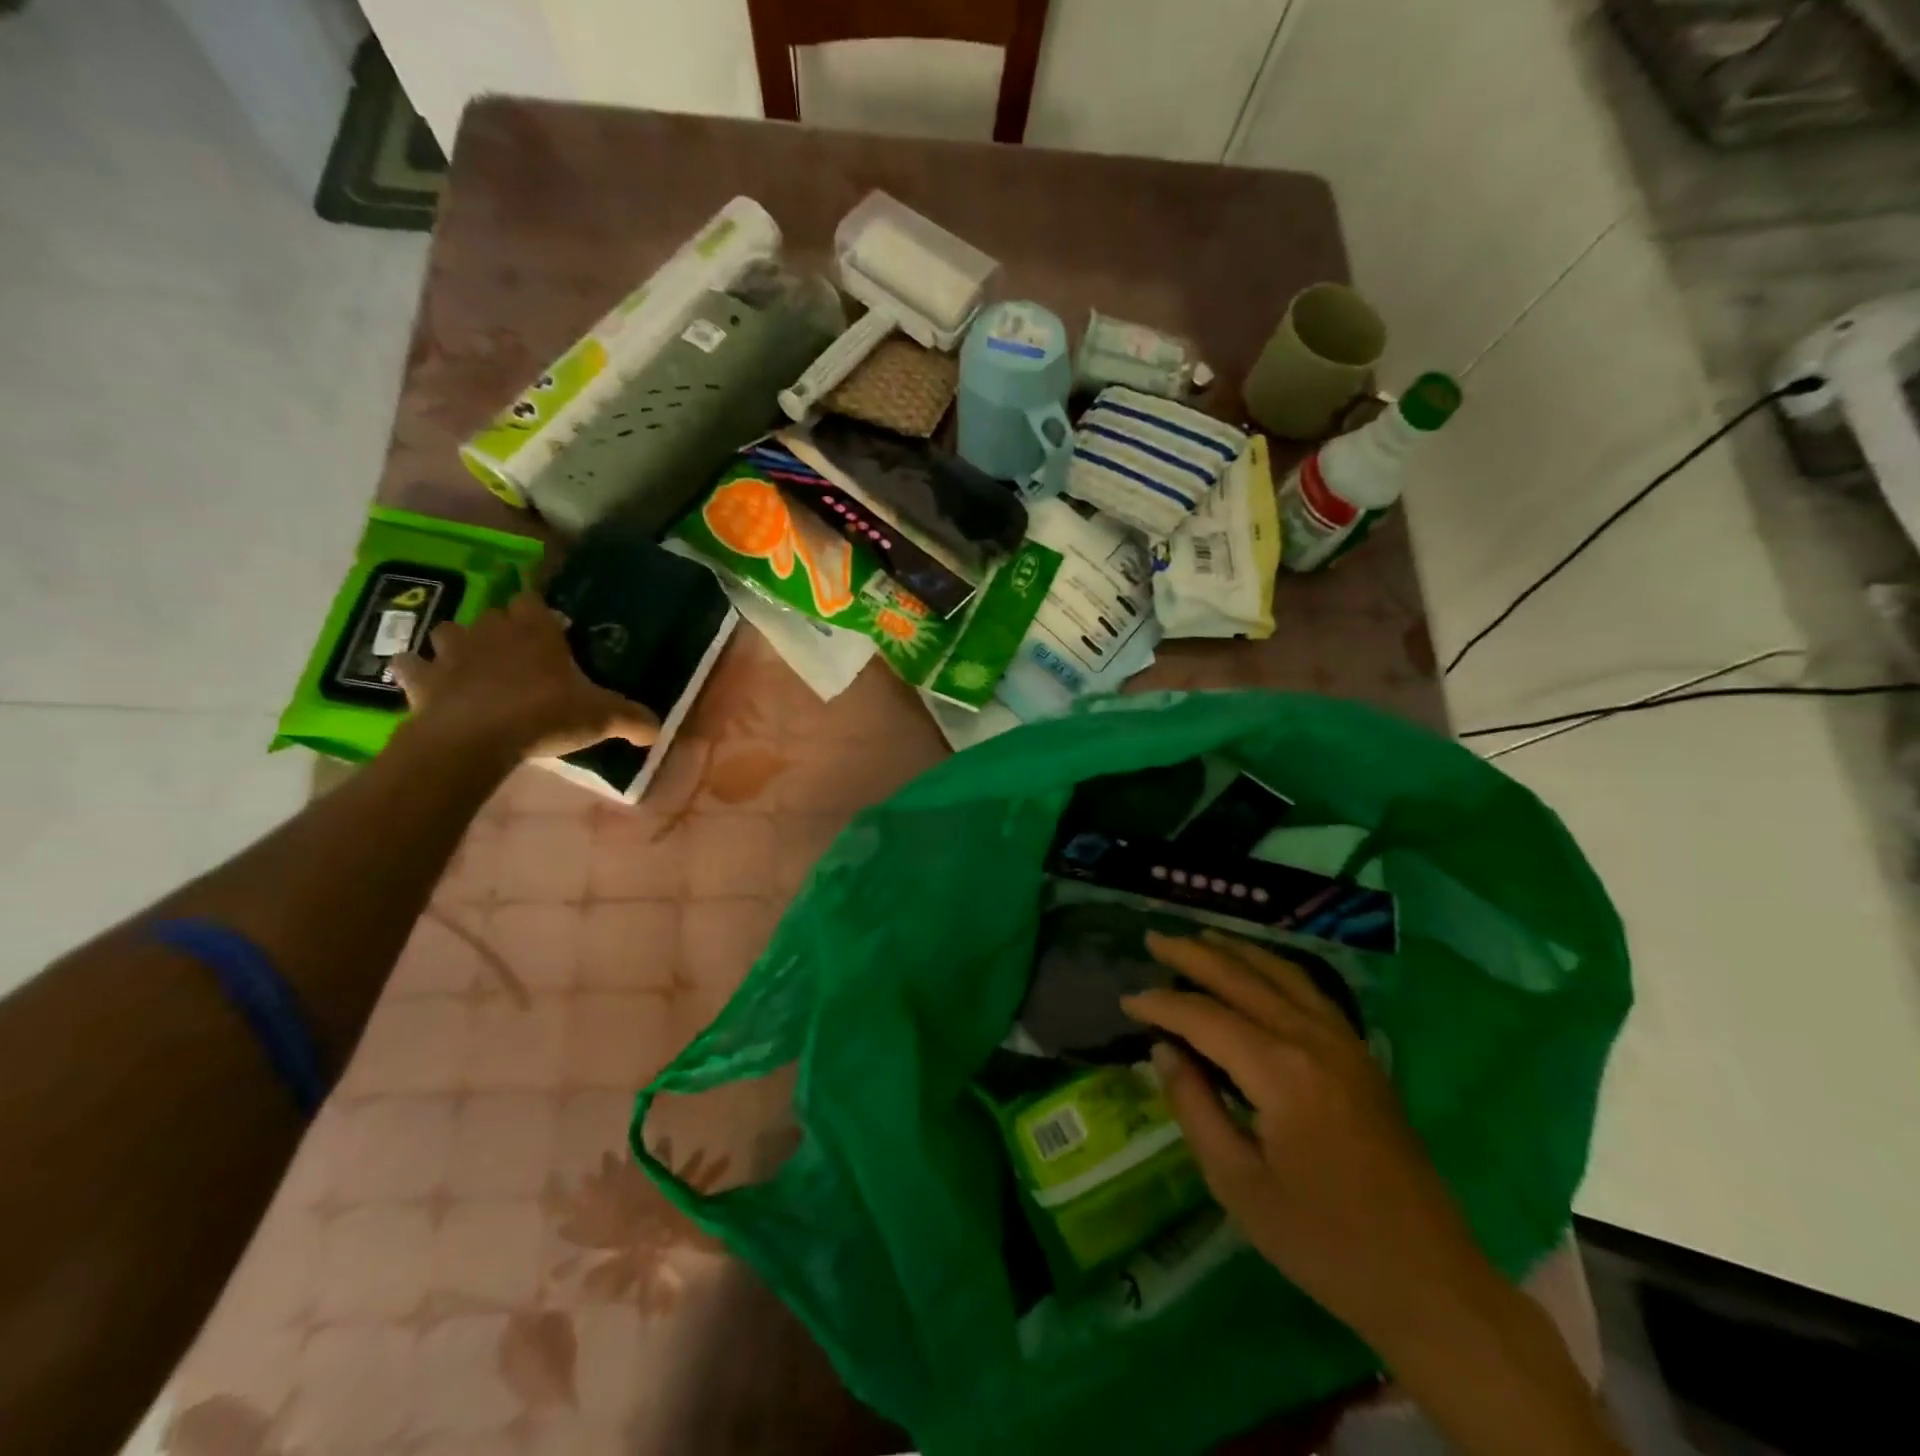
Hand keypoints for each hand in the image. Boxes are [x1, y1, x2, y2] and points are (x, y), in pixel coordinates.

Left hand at [390, 592, 659, 760]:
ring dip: (458, 644)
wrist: (476, 738)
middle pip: (492, 614)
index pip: (533, 599)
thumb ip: (633, 719)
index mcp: (535, 629)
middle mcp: (491, 629)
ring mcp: (451, 651)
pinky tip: (426, 685)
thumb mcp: (602, 717)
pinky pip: (410, 665)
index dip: (540, 611)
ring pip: (448, 631)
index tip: (551, 628)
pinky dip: (416, 671)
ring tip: (471, 666)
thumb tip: (659, 730)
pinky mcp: (420, 678)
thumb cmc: (545, 714)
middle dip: (502, 628)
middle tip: (518, 655)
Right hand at [1121, 931, 1496, 1358]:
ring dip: (1236, 951)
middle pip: (1243, 978)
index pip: (1205, 1017)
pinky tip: (1259, 969)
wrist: (1428, 1281)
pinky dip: (1274, 968)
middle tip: (1153, 940)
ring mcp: (1345, 1043)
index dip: (1161, 1005)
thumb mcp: (1237, 1184)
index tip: (1126, 1000)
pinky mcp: (1362, 1056)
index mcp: (1280, 1072)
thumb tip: (1164, 1050)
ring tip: (1200, 937)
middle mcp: (1313, 1040)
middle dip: (1193, 955)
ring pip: (1282, 973)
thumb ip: (1194, 1107)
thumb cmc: (1322, 1241)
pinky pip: (1310, 991)